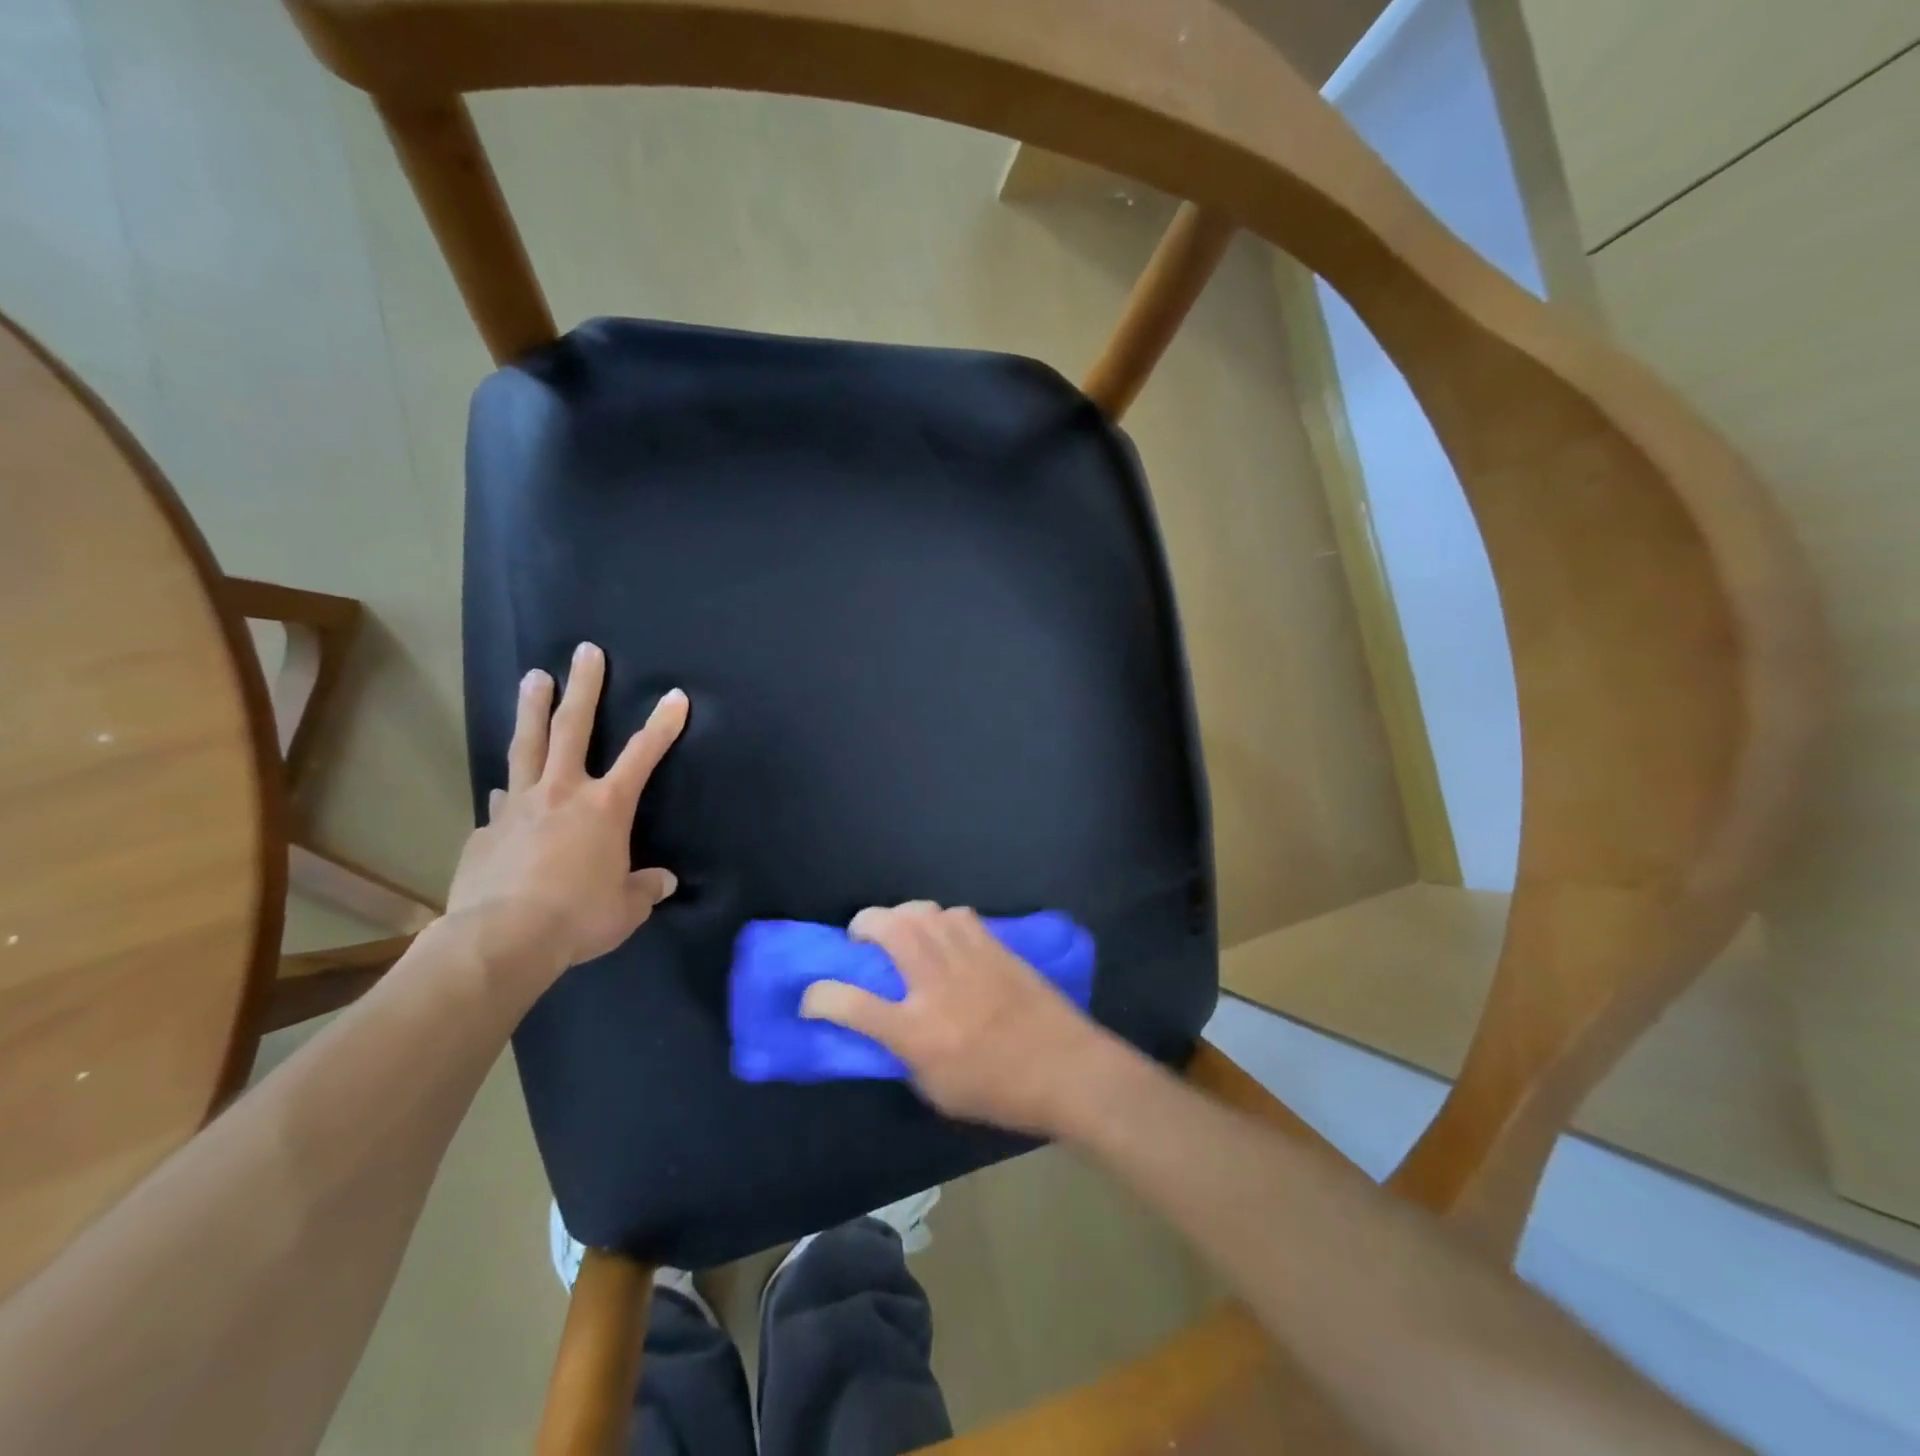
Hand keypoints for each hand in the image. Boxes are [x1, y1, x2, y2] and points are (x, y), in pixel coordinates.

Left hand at [447, 642, 687, 983]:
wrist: (501, 939)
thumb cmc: (578, 917)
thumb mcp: (626, 909)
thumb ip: (645, 889)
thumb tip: (662, 882)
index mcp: (605, 807)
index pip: (642, 755)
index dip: (662, 724)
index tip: (675, 696)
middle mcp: (562, 793)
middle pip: (573, 728)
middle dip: (583, 687)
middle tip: (586, 651)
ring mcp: (517, 807)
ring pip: (527, 746)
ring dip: (532, 709)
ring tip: (533, 677)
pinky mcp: (486, 831)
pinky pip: (501, 802)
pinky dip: (509, 792)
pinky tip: (504, 793)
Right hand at [799, 902, 1121, 1134]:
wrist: (1066, 1069)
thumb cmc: (1000, 1092)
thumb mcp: (938, 1091)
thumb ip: (905, 1055)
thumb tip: (888, 1029)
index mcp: (917, 1031)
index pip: (851, 1004)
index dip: (819, 997)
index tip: (811, 997)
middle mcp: (936, 984)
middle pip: (889, 930)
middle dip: (863, 924)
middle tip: (859, 936)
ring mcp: (968, 959)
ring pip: (923, 912)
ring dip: (900, 916)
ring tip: (899, 930)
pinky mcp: (994, 947)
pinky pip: (957, 915)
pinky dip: (939, 919)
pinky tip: (942, 936)